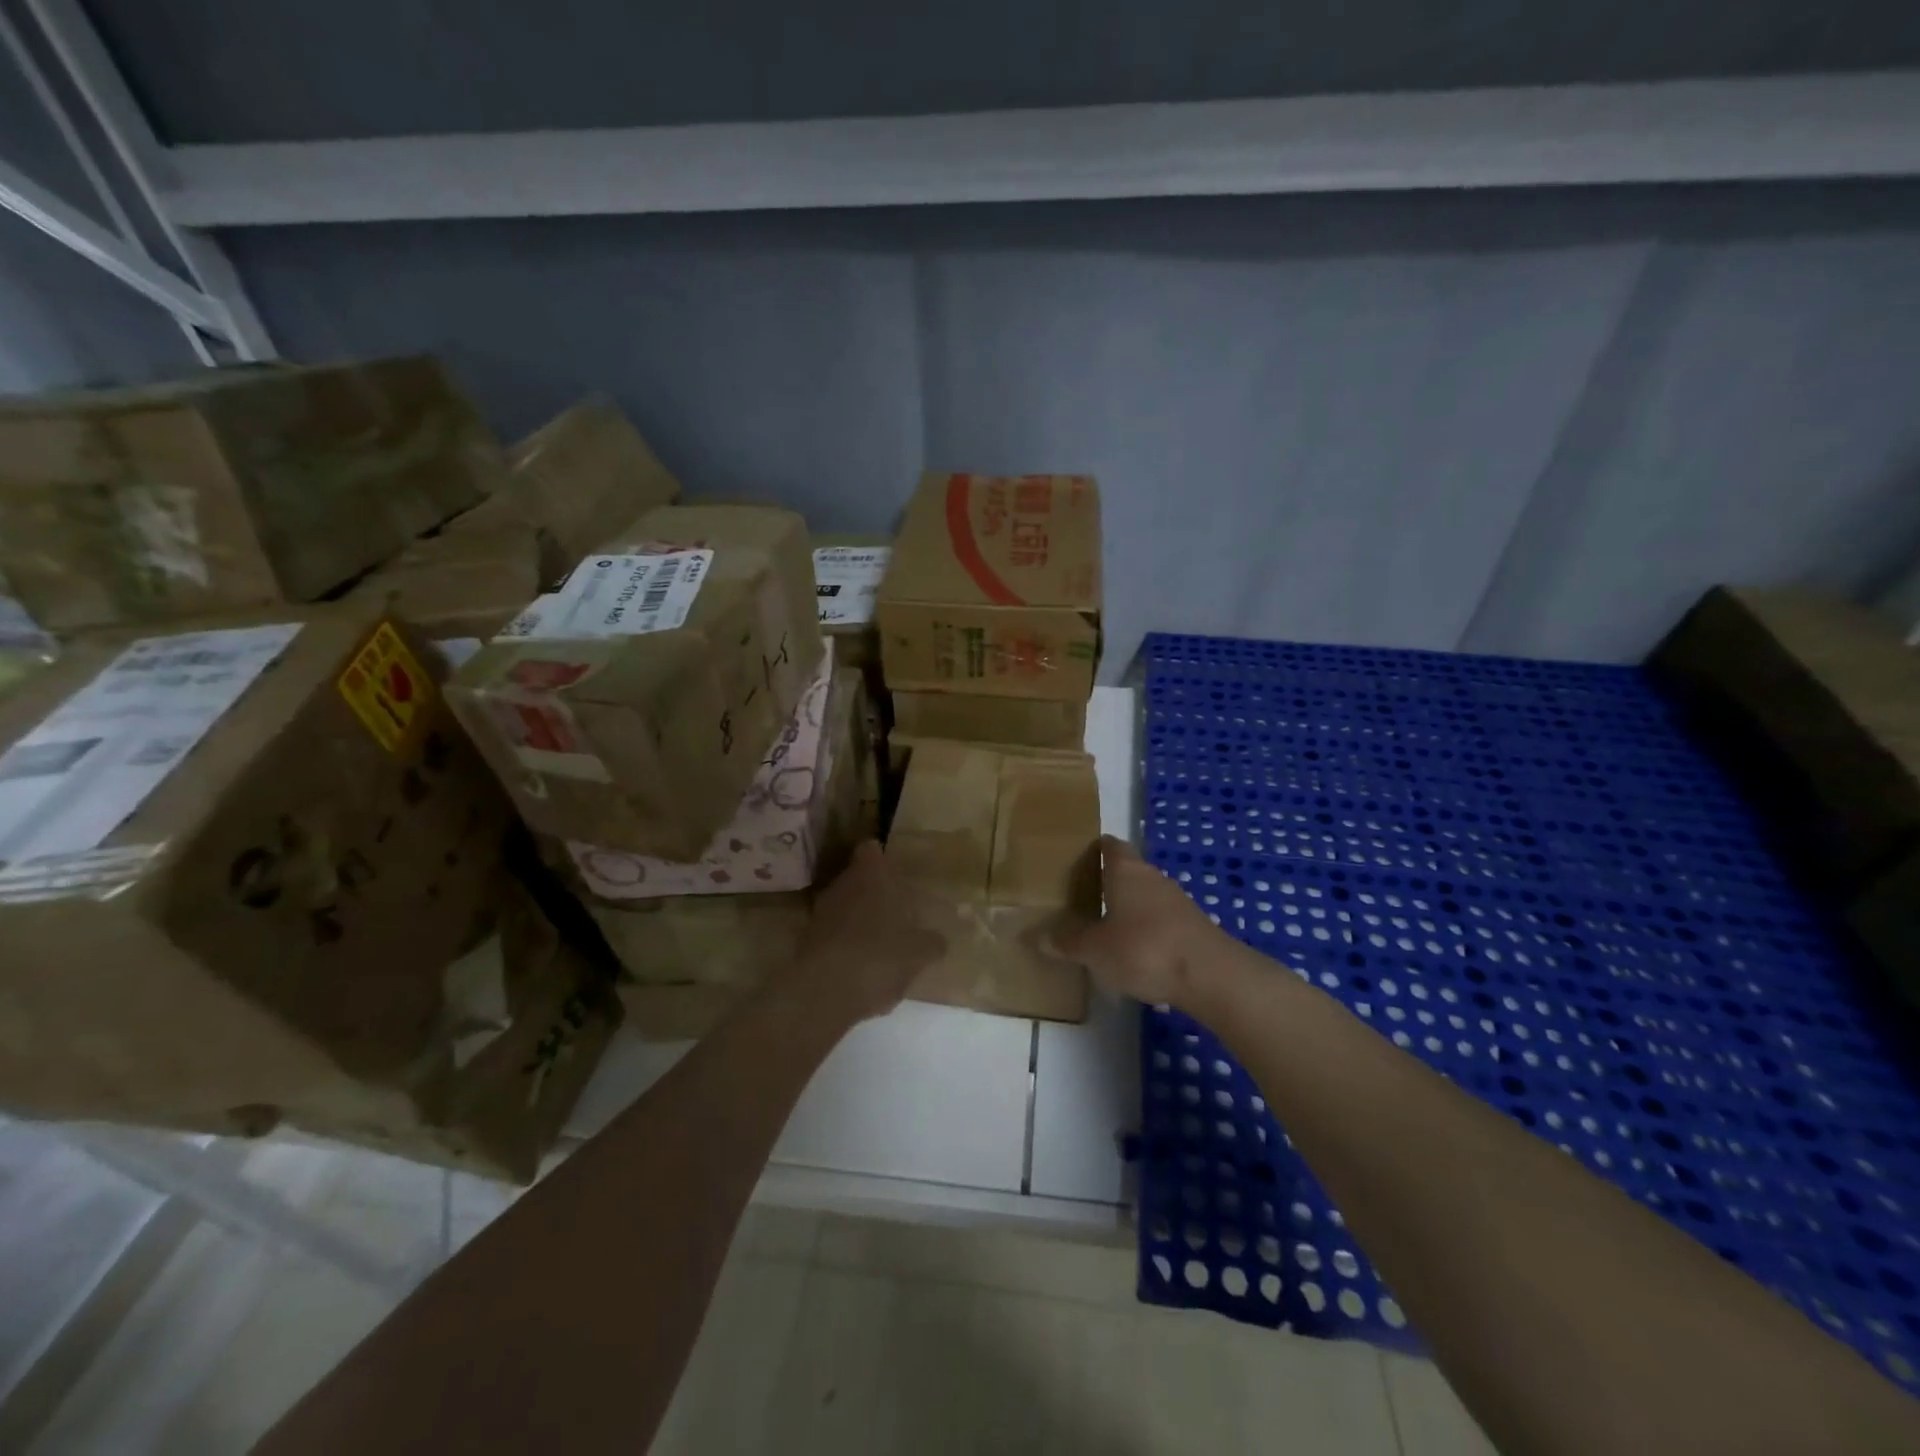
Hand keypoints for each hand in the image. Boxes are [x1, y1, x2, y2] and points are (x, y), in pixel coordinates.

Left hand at [784, 841, 945, 1023]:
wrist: (824, 993)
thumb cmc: (880, 955)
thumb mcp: (919, 953)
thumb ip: (931, 943)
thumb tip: (938, 941)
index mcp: (871, 875)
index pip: (871, 850)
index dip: (882, 858)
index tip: (896, 873)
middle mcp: (842, 885)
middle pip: (857, 880)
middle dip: (874, 894)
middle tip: (897, 913)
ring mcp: (820, 913)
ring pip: (844, 908)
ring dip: (859, 922)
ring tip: (882, 946)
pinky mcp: (806, 942)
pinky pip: (833, 936)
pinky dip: (846, 947)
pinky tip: (862, 971)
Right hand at [1055, 836, 1226, 1007]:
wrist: (1210, 975)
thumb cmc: (1143, 949)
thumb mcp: (1095, 950)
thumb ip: (1068, 942)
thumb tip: (1040, 937)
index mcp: (1125, 870)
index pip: (1109, 845)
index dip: (1093, 849)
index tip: (1074, 859)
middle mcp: (1152, 876)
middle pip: (1126, 870)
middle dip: (1106, 881)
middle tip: (1079, 897)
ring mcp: (1176, 901)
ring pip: (1144, 895)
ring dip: (1127, 907)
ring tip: (1102, 926)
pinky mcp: (1192, 926)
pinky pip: (1160, 919)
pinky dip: (1145, 929)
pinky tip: (1133, 951)